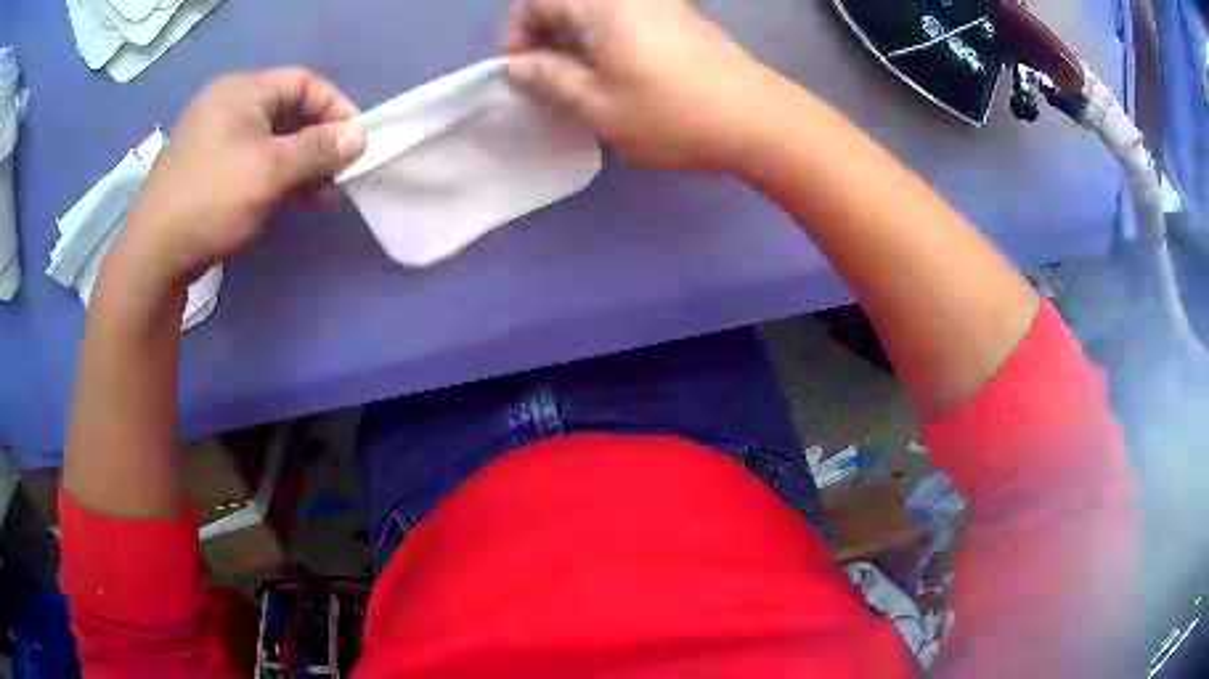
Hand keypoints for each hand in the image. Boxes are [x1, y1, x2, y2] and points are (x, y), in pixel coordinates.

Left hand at [123, 68, 365, 286]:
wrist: (154, 254)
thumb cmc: (213, 199)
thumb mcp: (271, 170)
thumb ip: (318, 148)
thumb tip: (360, 136)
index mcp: (242, 89)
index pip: (303, 82)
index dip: (335, 107)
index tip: (357, 141)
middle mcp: (228, 105)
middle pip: (288, 111)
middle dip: (318, 141)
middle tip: (340, 173)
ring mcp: (215, 138)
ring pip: (271, 140)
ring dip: (300, 164)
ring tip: (322, 195)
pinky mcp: (208, 169)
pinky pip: (252, 161)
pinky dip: (276, 177)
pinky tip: (292, 200)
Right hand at [503, 0, 781, 170]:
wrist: (758, 119)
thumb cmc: (672, 114)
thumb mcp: (597, 106)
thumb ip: (548, 79)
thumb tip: (517, 65)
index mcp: (601, 3)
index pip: (534, 1)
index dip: (517, 35)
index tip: (524, 74)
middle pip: (564, 3)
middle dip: (544, 39)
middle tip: (550, 84)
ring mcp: (658, 2)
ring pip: (593, 12)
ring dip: (575, 42)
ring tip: (582, 85)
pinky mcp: (678, 16)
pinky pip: (623, 17)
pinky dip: (605, 40)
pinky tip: (617, 75)